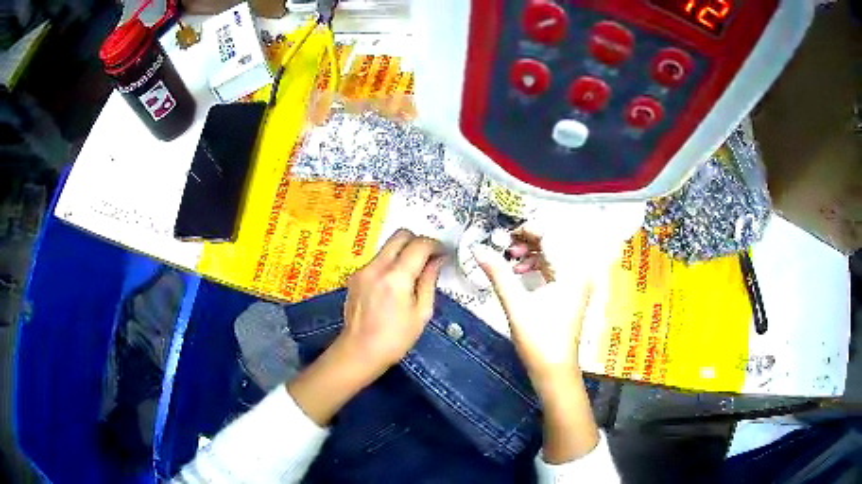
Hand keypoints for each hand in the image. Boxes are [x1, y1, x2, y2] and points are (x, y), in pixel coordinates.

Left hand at [289, 229, 445, 425]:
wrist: (359, 351)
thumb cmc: (396, 339)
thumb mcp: (421, 313)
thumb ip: (429, 282)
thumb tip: (438, 261)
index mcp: (397, 277)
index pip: (419, 245)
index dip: (436, 245)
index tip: (444, 253)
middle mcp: (377, 267)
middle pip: (400, 235)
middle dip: (418, 241)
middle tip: (429, 257)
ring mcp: (363, 270)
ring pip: (387, 246)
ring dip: (404, 251)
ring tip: (413, 271)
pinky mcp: (355, 276)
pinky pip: (378, 259)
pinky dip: (391, 262)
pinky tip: (395, 283)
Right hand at [473, 224, 601, 463]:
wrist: (555, 370)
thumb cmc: (538, 339)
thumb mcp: (515, 304)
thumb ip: (497, 272)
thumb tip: (477, 248)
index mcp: (571, 270)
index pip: (549, 235)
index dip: (525, 229)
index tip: (502, 234)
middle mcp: (580, 270)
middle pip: (553, 241)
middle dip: (527, 239)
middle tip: (503, 244)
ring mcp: (578, 280)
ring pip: (554, 252)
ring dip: (531, 251)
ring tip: (509, 258)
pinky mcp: (573, 289)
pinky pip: (555, 265)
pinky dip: (537, 264)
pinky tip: (519, 271)